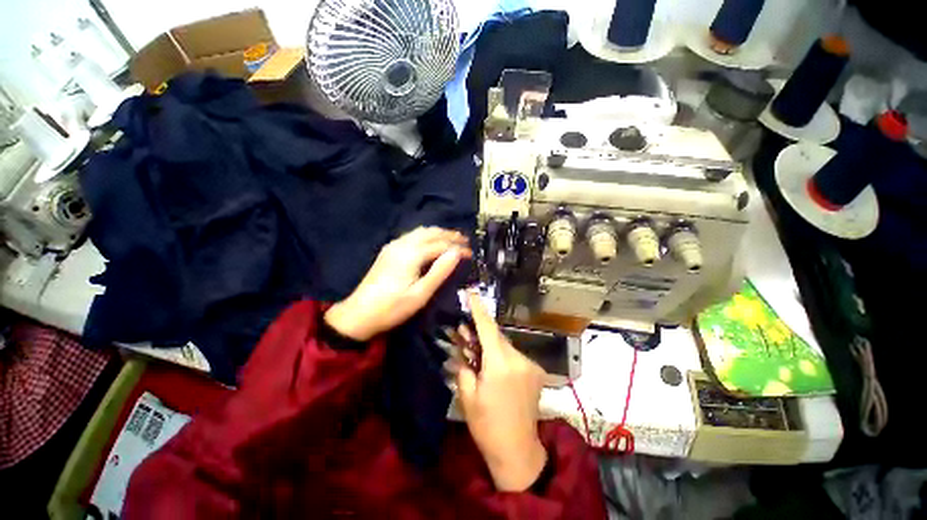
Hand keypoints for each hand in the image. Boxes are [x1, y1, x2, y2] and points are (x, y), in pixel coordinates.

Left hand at [324, 227, 470, 340]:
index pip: (441, 245)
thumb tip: (456, 253)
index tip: (471, 253)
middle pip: (431, 232)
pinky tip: (430, 243)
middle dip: (449, 235)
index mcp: (412, 254)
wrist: (358, 314)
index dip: (458, 248)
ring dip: (438, 233)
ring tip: (451, 240)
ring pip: (420, 232)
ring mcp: (393, 246)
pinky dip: (426, 236)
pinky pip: (412, 236)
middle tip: (465, 241)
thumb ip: (440, 271)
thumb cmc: (393, 308)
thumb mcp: (421, 294)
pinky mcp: (388, 251)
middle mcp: (402, 244)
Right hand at [455, 293, 547, 491]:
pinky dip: (501, 354)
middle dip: (480, 332)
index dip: (479, 309)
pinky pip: (513, 354)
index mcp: (500, 364)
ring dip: (490, 344)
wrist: (517, 451)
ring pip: (505, 344)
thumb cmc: (487, 425)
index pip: (488, 328)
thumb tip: (462, 347)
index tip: (472, 292)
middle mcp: (519, 359)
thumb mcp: (467, 395)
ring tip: (476, 352)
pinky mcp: (535, 371)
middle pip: (497, 335)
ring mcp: (530, 365)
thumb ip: (464, 365)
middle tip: (464, 333)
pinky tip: (492, 365)